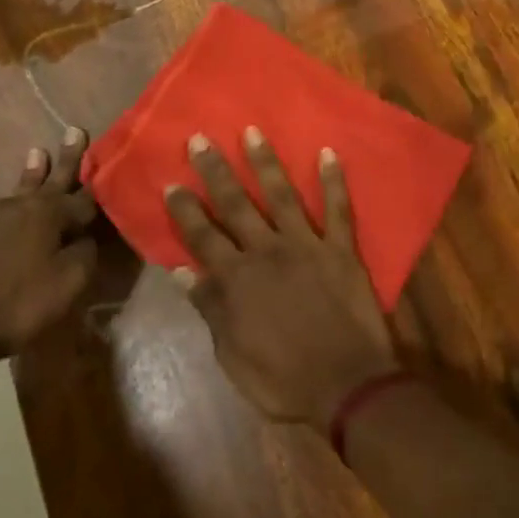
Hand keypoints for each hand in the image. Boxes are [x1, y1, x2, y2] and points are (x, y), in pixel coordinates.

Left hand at [0, 127, 98, 368]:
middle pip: (51, 179)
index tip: (108, 165)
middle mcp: (18, 205)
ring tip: (37, 154)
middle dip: (67, 158)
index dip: (98, 187)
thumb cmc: (13, 306)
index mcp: (49, 214)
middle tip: (74, 130)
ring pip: (16, 192)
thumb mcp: (66, 287)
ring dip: (31, 174)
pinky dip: (0, 214)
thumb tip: (86, 238)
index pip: (83, 198)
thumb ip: (85, 256)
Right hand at [163, 128, 396, 426]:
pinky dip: (333, 181)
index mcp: (238, 279)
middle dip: (216, 171)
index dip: (186, 210)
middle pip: (236, 204)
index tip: (171, 182)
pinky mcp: (341, 248)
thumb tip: (181, 271)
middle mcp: (268, 251)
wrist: (347, 386)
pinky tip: (328, 152)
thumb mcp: (232, 355)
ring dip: (266, 162)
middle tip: (201, 139)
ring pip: (282, 194)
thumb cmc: (284, 380)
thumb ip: (210, 308)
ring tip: (252, 131)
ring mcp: (307, 244)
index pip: (203, 236)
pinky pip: (338, 208)